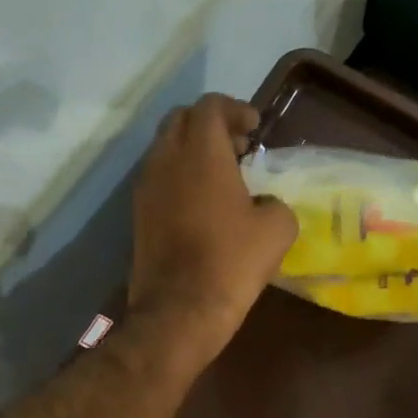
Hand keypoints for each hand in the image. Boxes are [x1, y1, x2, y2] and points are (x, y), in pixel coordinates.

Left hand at [128, 95, 296, 370]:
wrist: (180, 310)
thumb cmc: (232, 262)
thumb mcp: (277, 230)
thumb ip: (276, 203)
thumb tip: (265, 204)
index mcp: (201, 154)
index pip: (210, 106)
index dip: (235, 109)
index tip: (255, 126)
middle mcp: (166, 160)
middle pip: (182, 120)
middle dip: (211, 124)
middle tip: (239, 145)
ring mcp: (146, 187)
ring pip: (167, 148)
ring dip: (194, 150)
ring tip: (224, 174)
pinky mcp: (139, 213)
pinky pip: (160, 176)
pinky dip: (182, 175)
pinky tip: (205, 202)